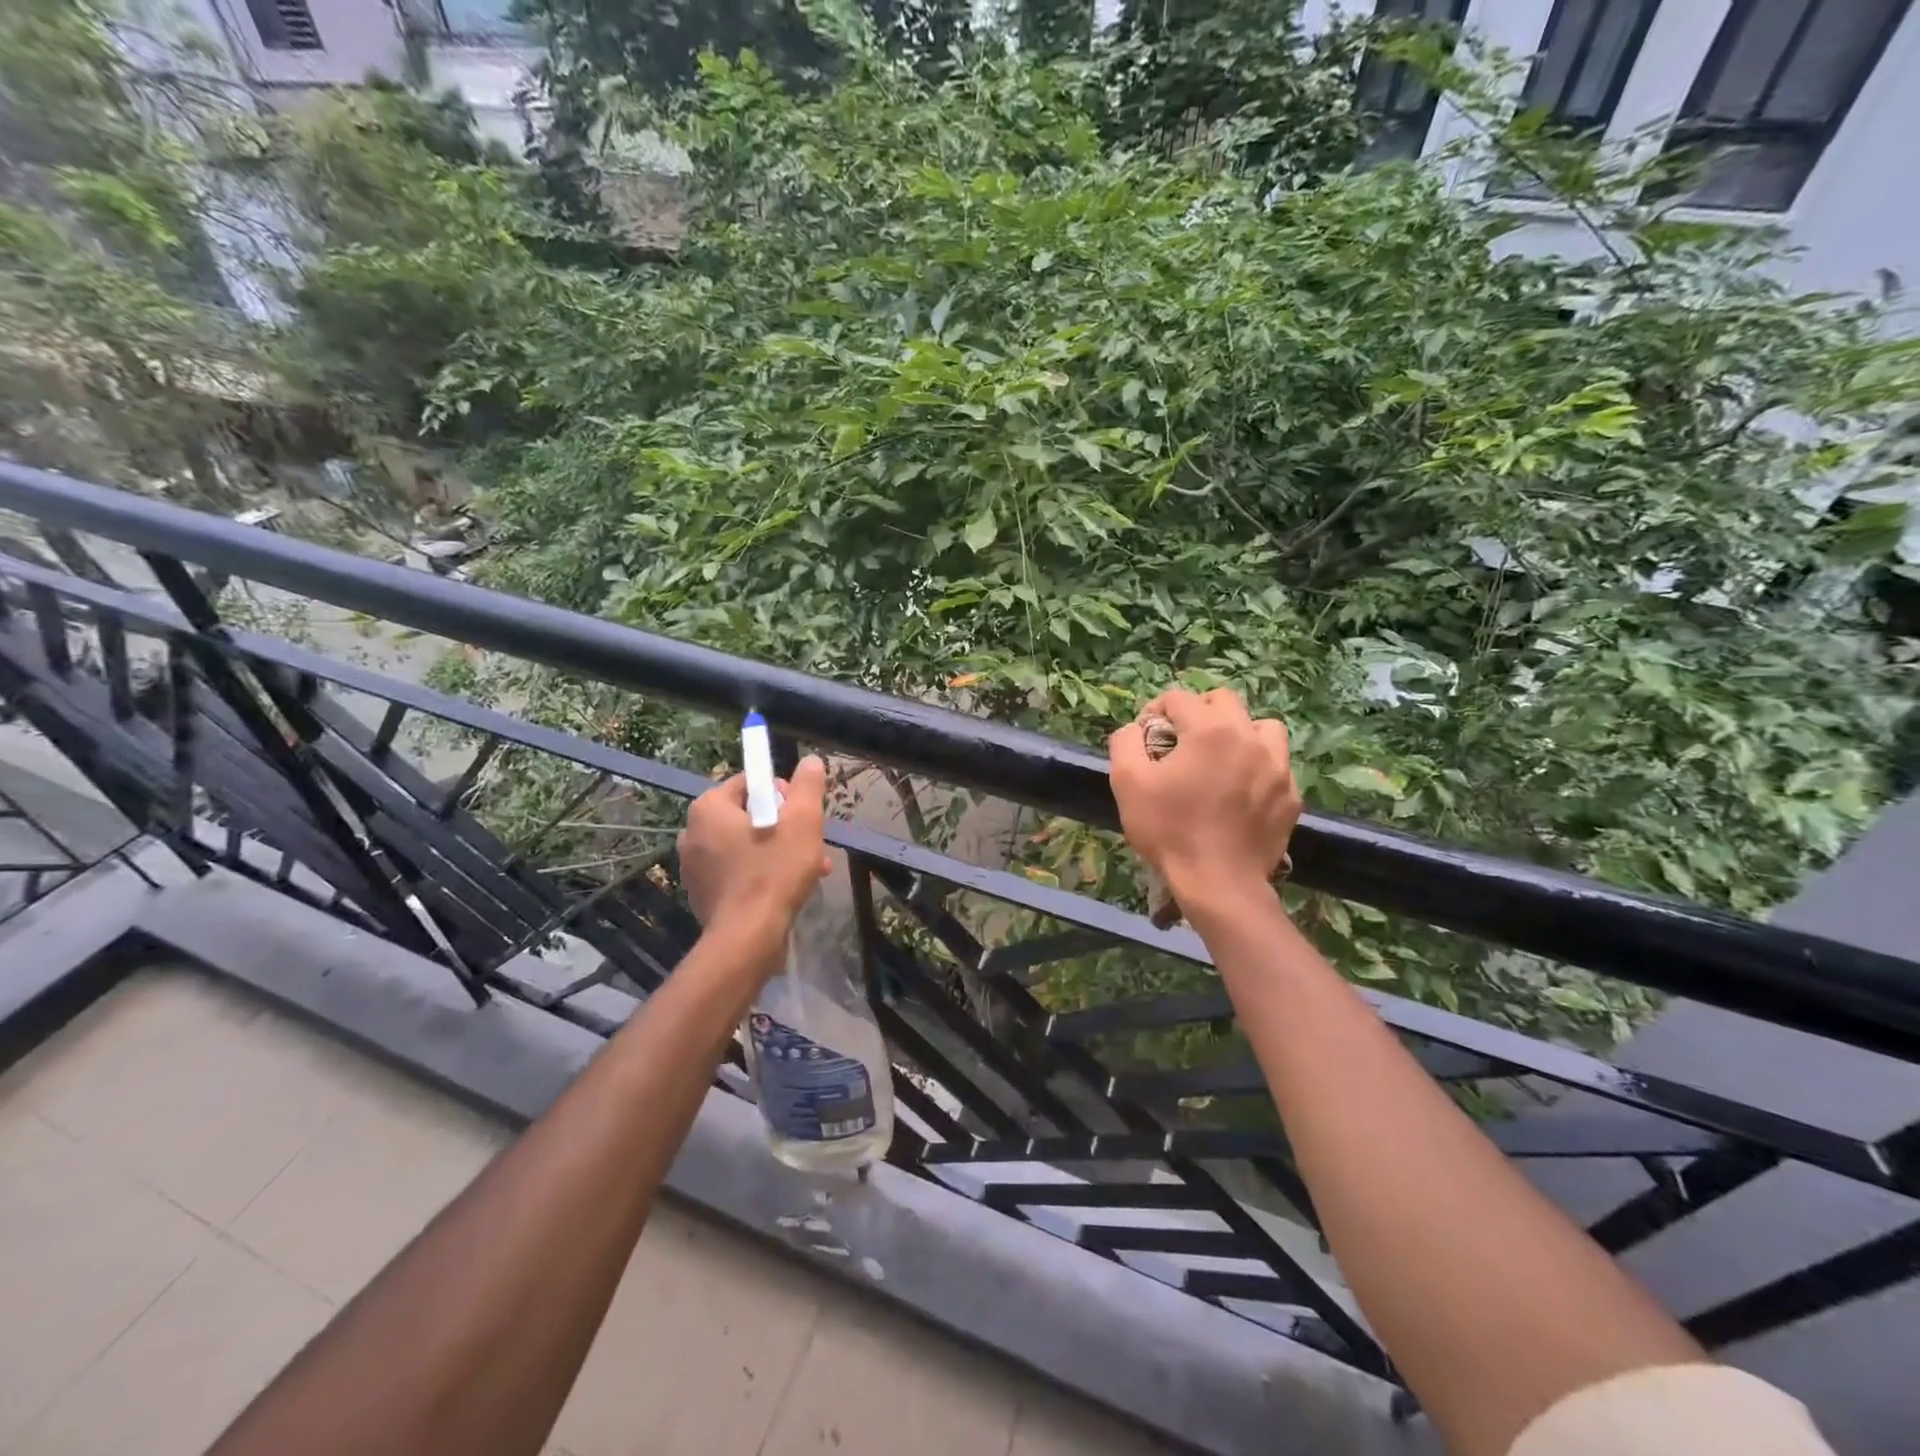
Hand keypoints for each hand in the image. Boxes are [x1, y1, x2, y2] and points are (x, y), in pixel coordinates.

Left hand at [679, 755, 831, 952]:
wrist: (747, 939)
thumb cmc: (774, 872)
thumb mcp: (802, 821)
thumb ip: (808, 786)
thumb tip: (811, 761)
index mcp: (709, 808)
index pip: (749, 782)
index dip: (782, 793)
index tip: (802, 814)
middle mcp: (692, 833)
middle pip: (748, 815)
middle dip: (783, 826)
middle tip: (810, 843)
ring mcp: (693, 867)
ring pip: (745, 845)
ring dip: (777, 851)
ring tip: (810, 869)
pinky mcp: (701, 894)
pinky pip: (736, 872)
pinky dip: (760, 874)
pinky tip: (786, 889)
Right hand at [1108, 688, 1298, 908]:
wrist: (1218, 883)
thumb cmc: (1169, 829)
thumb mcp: (1127, 782)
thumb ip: (1125, 742)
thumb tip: (1135, 729)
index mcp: (1210, 729)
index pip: (1179, 697)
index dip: (1155, 711)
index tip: (1145, 737)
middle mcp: (1249, 737)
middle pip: (1225, 700)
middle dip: (1197, 711)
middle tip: (1180, 741)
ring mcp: (1277, 766)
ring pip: (1262, 727)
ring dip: (1238, 732)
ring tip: (1220, 758)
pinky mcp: (1290, 795)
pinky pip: (1276, 765)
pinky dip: (1257, 767)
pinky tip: (1240, 792)